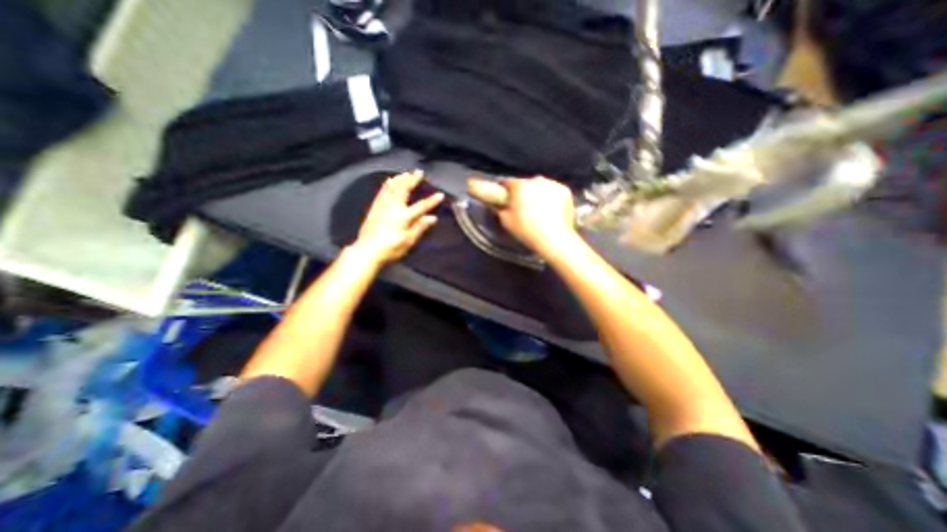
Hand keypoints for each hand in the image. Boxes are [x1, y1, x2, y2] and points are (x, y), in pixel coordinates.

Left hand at [353, 171, 446, 266]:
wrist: (367, 251)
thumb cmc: (390, 248)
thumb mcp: (408, 241)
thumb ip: (420, 227)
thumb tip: (432, 217)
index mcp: (404, 216)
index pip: (421, 206)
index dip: (432, 200)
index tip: (440, 194)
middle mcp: (393, 207)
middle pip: (404, 190)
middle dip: (412, 180)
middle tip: (419, 172)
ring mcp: (382, 206)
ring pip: (392, 188)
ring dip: (400, 179)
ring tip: (405, 173)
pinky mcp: (374, 208)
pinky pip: (382, 191)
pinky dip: (387, 184)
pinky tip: (389, 181)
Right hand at [488, 174, 576, 255]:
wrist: (554, 239)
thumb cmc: (528, 232)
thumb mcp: (506, 221)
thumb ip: (500, 208)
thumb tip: (500, 203)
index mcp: (520, 186)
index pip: (507, 183)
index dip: (505, 191)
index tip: (505, 198)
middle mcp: (536, 180)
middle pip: (525, 184)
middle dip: (522, 193)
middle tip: (522, 208)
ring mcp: (552, 184)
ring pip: (540, 186)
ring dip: (537, 194)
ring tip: (537, 211)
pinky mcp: (565, 191)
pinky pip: (553, 191)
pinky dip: (550, 198)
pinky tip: (549, 211)